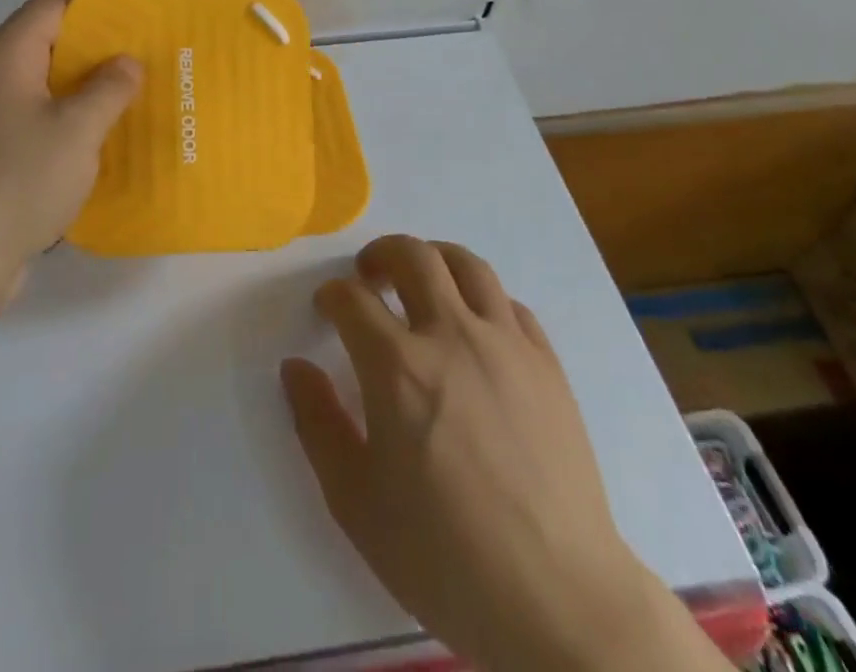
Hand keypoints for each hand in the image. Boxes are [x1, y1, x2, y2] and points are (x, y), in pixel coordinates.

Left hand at [0, 0, 140, 310]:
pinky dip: (61, 123)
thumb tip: (126, 61)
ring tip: (126, 104)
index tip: (135, 25)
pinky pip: (28, 121)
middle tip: (139, 67)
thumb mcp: (77, 132)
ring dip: (80, 91)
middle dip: (94, 52)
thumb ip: (109, 88)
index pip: (51, 4)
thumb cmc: (18, 184)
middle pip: (45, 43)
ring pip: (39, 86)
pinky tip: (92, 146)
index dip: (95, 6)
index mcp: (3, 58)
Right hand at [282, 235, 724, 671]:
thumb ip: (318, 423)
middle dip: (381, 254)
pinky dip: (482, 299)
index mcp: (397, 366)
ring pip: (466, 264)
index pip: (352, 299)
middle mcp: (451, 334)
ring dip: (434, 259)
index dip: (332, 295)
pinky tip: (475, 327)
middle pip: (412, 256)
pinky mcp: (546, 363)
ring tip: (422, 282)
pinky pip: (510, 304)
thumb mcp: (356, 501)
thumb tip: (296, 367)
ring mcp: (505, 344)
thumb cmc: (444, 555)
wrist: (559, 600)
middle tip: (370, 275)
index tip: (327, 307)